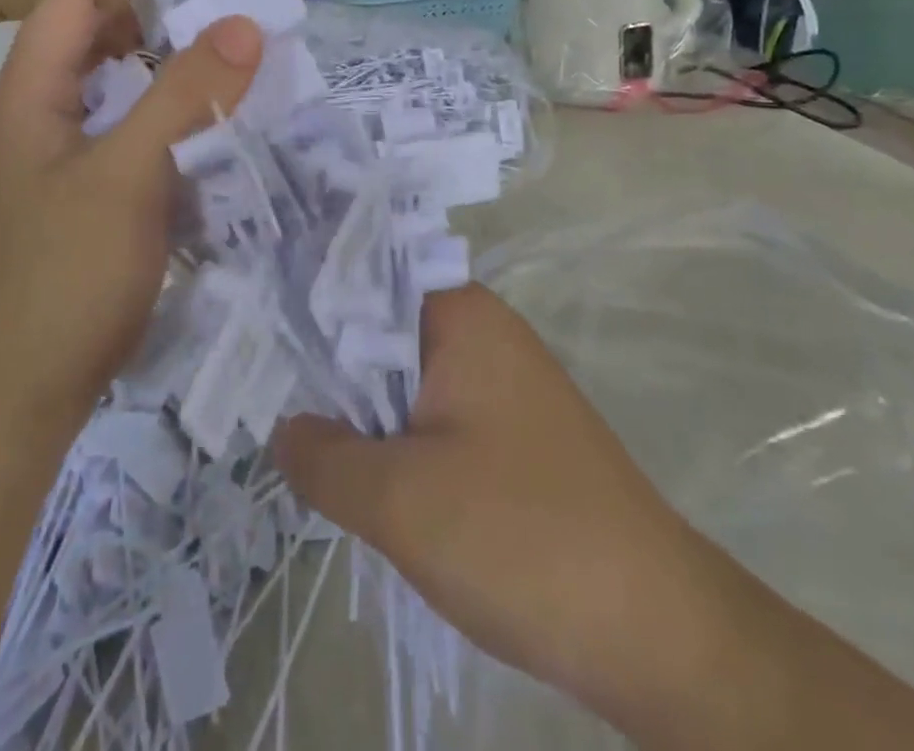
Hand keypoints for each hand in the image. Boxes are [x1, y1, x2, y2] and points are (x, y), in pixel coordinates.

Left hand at [0, 0, 262, 428]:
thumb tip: (242, 24)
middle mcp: (32, 122)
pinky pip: (119, 149)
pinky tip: (198, 154)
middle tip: (214, 20)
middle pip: (88, 42)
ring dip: (158, 77)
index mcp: (29, 94)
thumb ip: (186, 96)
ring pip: (107, 99)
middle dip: (149, 16)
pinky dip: (159, 133)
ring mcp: (48, 172)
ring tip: (217, 78)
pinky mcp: (69, 215)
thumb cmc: (57, 280)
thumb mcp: (129, 176)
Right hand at [273, 285, 714, 725]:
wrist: (659, 633)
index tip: (254, 324)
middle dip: (327, 364)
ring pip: (405, 380)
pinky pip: (435, 418)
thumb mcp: (396, 499)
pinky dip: (395, 438)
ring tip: (299, 433)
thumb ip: (322, 456)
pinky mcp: (514, 437)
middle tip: (260, 385)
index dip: (306, 299)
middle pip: (381, 329)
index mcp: (460, 316)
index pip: (363, 280)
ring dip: (360, 409)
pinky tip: (362, 474)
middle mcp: (484, 333)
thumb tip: (284, 429)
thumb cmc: (519, 537)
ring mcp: (503, 385)